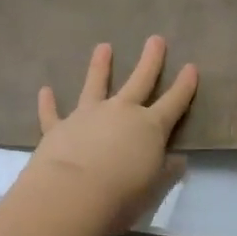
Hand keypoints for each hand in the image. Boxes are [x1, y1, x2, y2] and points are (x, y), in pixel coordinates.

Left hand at [27, 37, 198, 233]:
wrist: (72, 194)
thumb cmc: (121, 196)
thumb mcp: (153, 188)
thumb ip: (166, 172)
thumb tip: (178, 160)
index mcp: (150, 128)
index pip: (174, 102)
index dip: (184, 86)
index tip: (191, 67)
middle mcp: (121, 113)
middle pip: (140, 81)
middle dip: (150, 60)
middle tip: (156, 39)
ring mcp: (88, 116)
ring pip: (96, 85)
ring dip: (100, 66)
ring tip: (103, 46)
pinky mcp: (59, 127)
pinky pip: (52, 112)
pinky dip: (48, 102)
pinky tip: (45, 90)